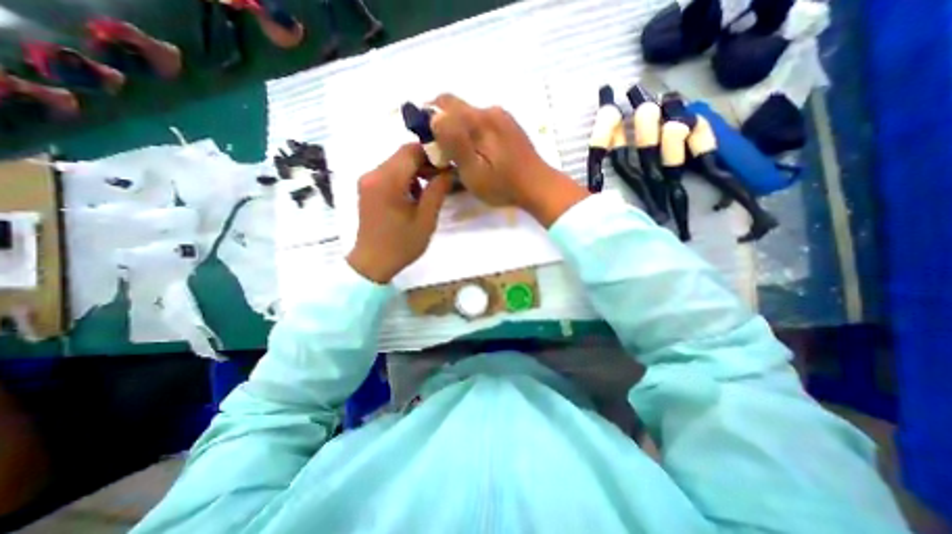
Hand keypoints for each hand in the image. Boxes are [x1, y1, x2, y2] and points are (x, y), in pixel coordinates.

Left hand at [349, 142, 452, 283]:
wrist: (373, 262)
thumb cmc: (401, 244)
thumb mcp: (425, 220)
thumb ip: (437, 191)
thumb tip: (448, 171)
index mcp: (387, 181)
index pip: (411, 151)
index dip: (432, 153)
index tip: (449, 164)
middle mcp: (373, 174)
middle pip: (402, 155)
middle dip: (425, 161)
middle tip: (443, 177)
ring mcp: (368, 180)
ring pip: (396, 163)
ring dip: (416, 170)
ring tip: (431, 187)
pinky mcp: (367, 188)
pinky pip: (389, 173)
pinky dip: (405, 178)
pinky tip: (415, 195)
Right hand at [433, 95, 588, 227]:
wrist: (538, 187)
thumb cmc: (503, 185)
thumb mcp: (474, 171)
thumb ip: (455, 143)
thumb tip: (434, 117)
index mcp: (479, 120)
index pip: (442, 104)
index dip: (428, 119)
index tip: (427, 142)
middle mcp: (490, 110)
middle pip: (455, 107)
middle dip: (442, 125)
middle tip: (441, 151)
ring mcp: (502, 116)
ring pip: (468, 115)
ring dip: (457, 130)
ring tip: (459, 156)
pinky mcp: (508, 125)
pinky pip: (481, 122)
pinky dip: (471, 133)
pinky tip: (477, 153)